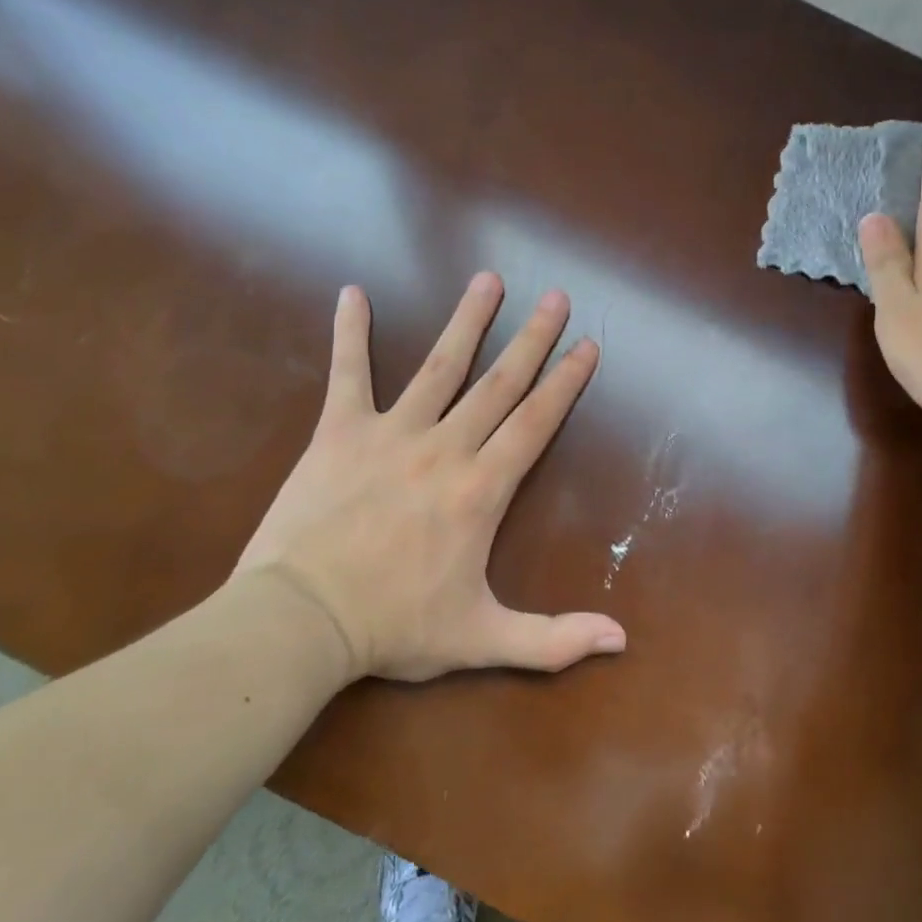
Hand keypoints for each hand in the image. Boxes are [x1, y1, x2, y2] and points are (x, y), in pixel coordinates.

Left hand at [232, 273, 623, 681]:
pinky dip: (350, 334)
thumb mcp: (482, 641)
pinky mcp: (339, 432)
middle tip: (557, 297)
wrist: (299, 623)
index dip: (566, 382)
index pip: (536, 423)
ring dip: (468, 321)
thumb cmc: (394, 628)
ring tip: (488, 280)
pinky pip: (348, 374)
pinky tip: (352, 293)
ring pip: (440, 367)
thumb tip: (621, 641)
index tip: (587, 346)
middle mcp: (446, 448)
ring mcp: (392, 433)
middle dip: (533, 338)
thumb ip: (553, 639)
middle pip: (500, 383)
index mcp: (482, 489)